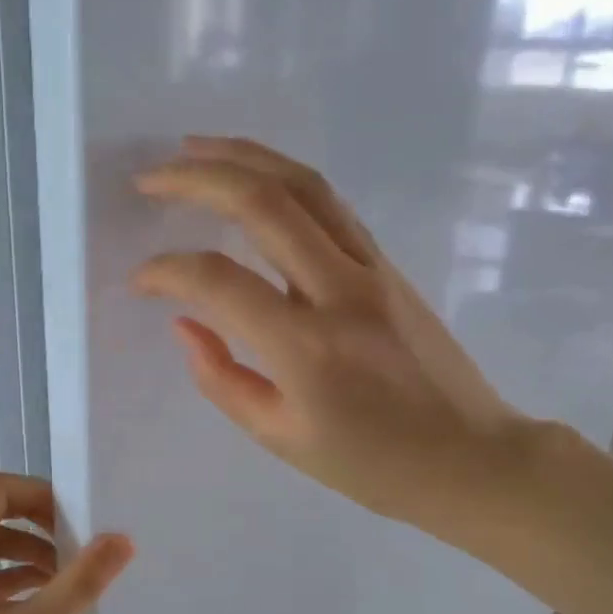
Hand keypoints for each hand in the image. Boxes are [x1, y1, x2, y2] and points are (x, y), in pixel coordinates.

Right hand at [132, 136, 540, 546]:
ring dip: (243, 157)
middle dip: (197, 178)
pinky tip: (253, 177)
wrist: (472, 457)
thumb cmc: (372, 465)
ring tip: (193, 148)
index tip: (140, 280)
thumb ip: (221, 378)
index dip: (167, 271)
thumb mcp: (280, 437)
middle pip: (264, 203)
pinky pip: (330, 204)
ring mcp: (372, 269)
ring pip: (304, 185)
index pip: (219, 281)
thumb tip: (184, 322)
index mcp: (307, 348)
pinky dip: (283, 178)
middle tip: (150, 177)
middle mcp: (340, 291)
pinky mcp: (389, 264)